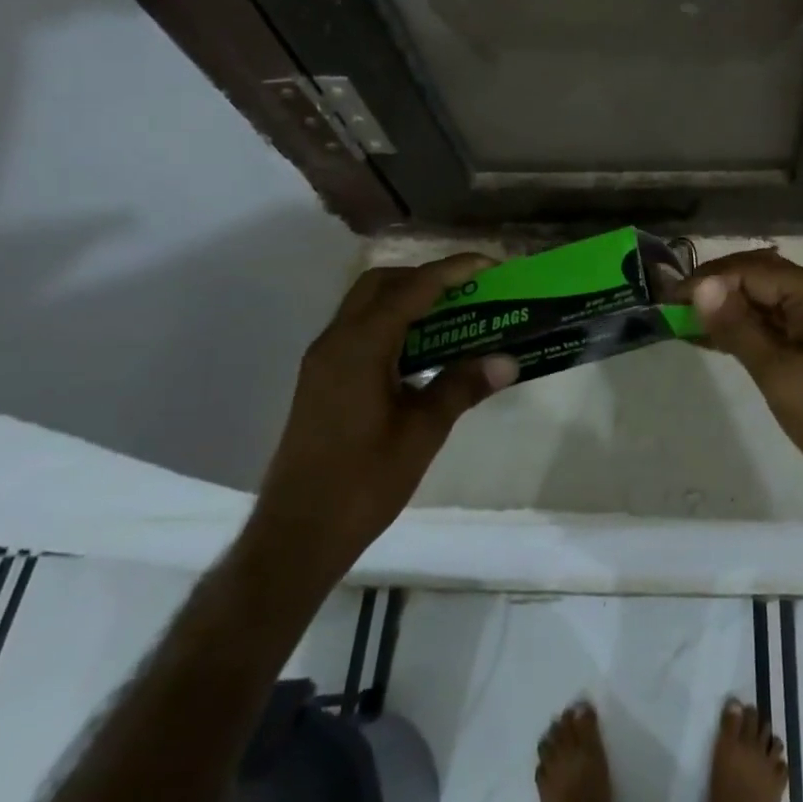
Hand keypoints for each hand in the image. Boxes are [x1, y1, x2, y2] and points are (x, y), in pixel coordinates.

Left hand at [253, 254, 517, 578]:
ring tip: (453, 315)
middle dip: (427, 277)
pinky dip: (393, 324)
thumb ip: (462, 386)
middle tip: (468, 290)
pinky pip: (360, 330)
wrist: (295, 537)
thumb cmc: (362, 483)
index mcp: (360, 346)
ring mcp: (324, 360)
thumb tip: (507, 360)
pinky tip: (422, 351)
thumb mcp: (422, 433)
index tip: (491, 265)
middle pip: (382, 283)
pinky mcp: (321, 379)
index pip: (413, 288)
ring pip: (367, 305)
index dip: (454, 270)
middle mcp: (336, 341)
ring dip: (408, 299)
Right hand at [686, 249, 802, 580]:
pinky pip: (766, 329)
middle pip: (757, 280)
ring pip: (759, 304)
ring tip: (676, 320)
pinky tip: (703, 339)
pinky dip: (736, 332)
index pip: (755, 271)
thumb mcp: (782, 376)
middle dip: (714, 290)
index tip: (666, 296)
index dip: (710, 280)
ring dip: (722, 310)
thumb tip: (699, 286)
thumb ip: (739, 328)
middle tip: (666, 306)